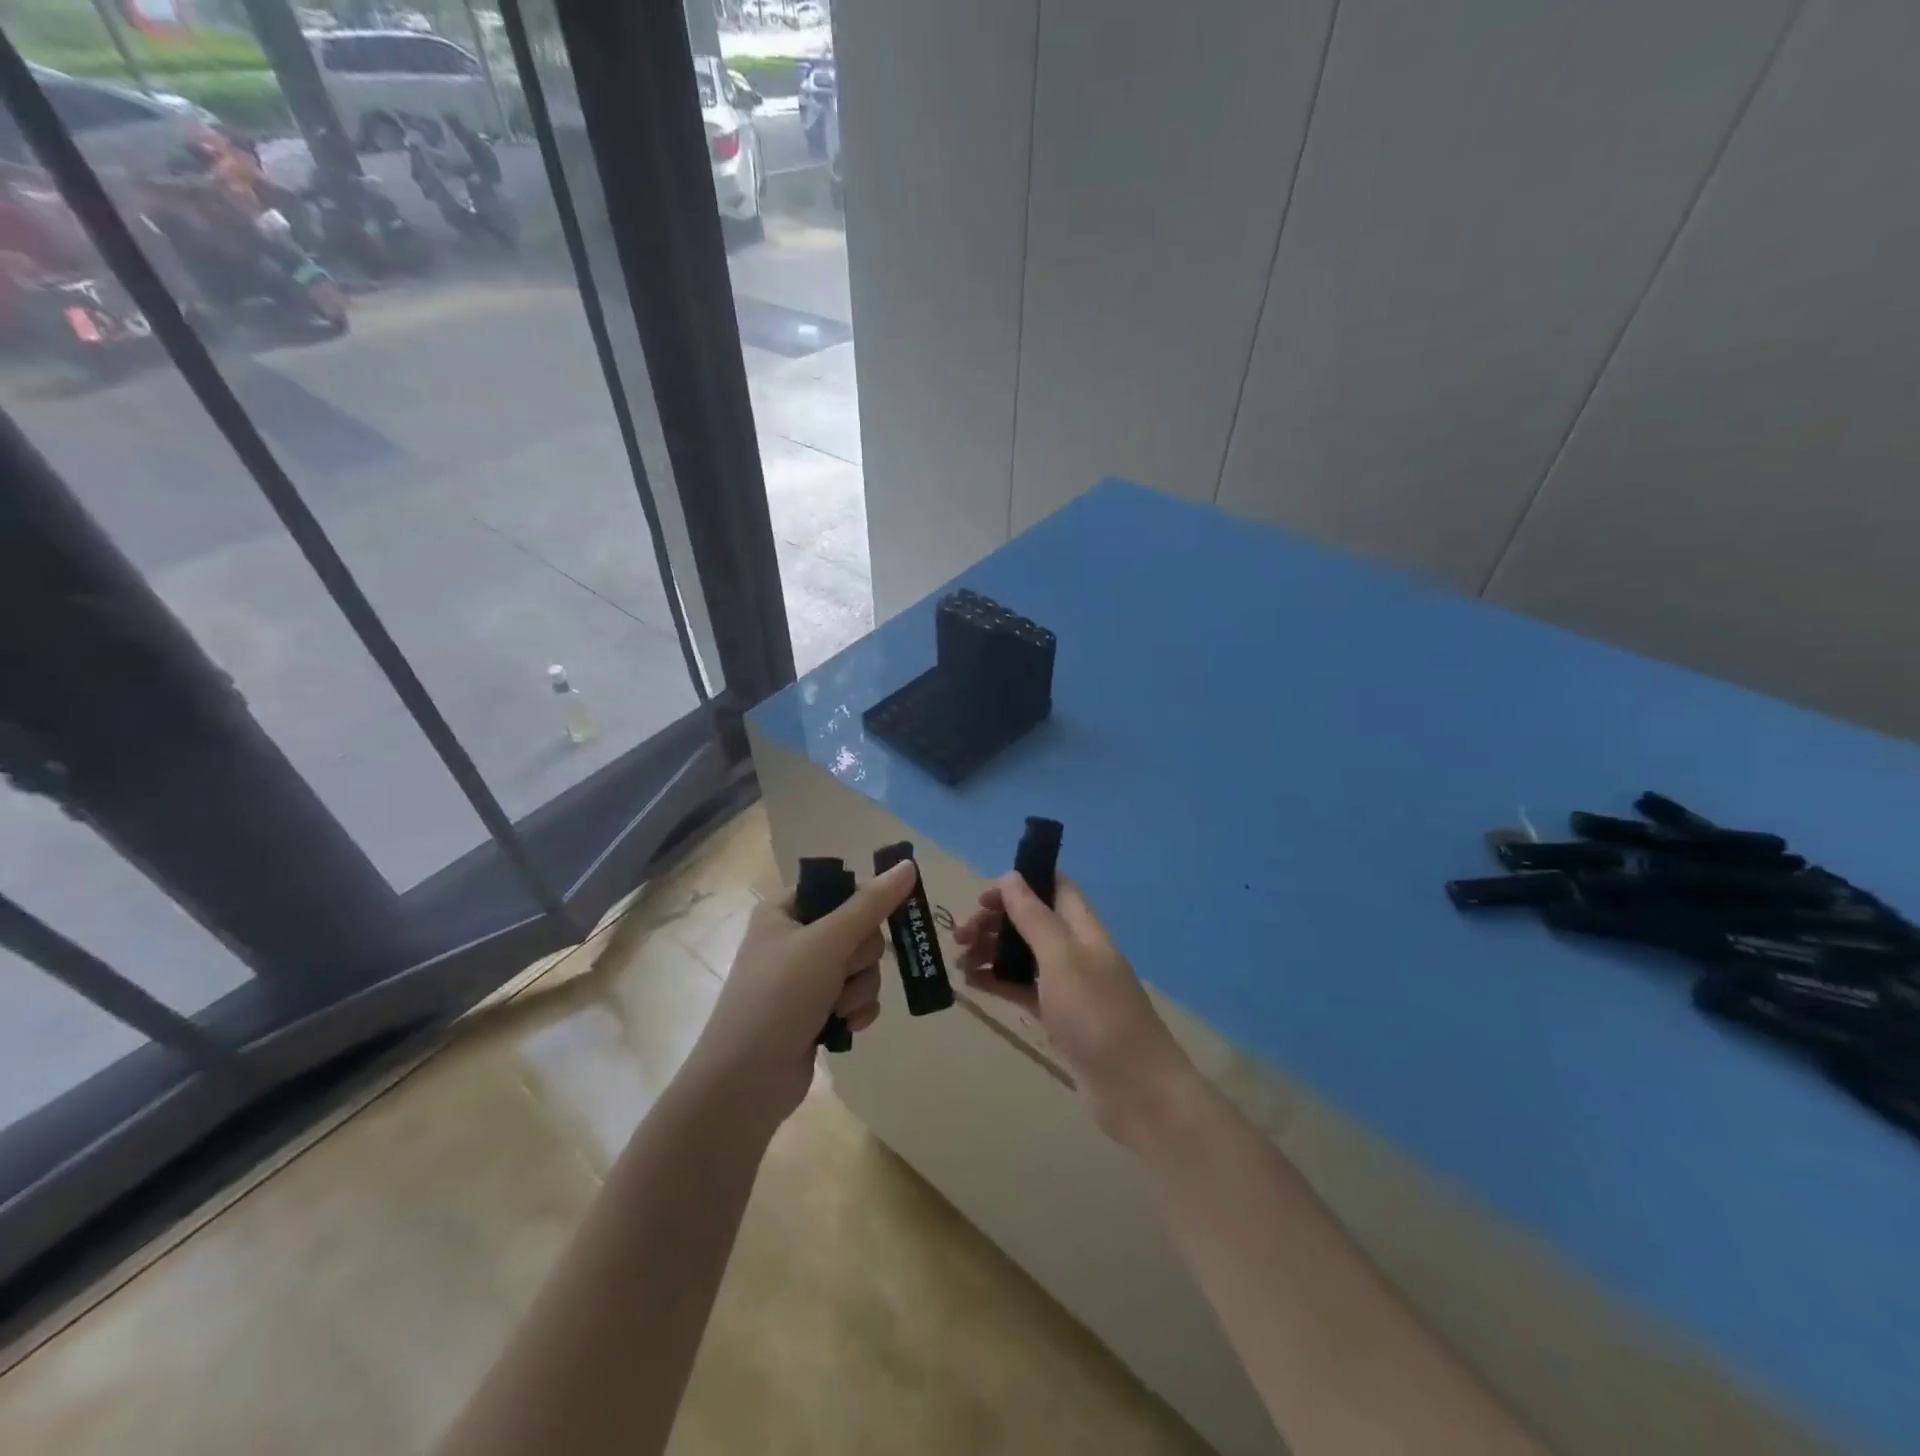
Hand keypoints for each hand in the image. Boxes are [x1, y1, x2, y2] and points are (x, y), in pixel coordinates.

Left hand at [687, 858, 918, 1123]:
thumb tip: (907, 864)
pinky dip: (856, 1010)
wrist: (745, 1082)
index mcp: (783, 911)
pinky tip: (846, 1027)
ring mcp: (803, 979)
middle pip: (856, 929)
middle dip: (860, 958)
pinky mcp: (814, 1012)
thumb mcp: (828, 942)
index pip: (837, 889)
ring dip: (860, 988)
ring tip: (840, 1009)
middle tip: (843, 972)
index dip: (861, 904)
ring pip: (861, 966)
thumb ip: (871, 904)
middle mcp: (792, 939)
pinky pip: (855, 997)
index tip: (878, 919)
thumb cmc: (780, 996)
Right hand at [955, 873, 1196, 1144]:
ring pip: (1024, 956)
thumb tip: (1010, 876)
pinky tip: (972, 985)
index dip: (1019, 883)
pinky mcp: (1060, 1019)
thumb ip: (1035, 917)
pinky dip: (999, 983)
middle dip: (996, 921)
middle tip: (959, 936)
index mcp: (1083, 929)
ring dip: (992, 951)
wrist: (1136, 1091)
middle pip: (1032, 921)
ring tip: (958, 962)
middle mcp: (1076, 951)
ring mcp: (1068, 987)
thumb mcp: (1062, 959)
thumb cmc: (1098, 1015)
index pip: (1053, 887)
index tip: (982, 898)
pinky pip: (1023, 990)